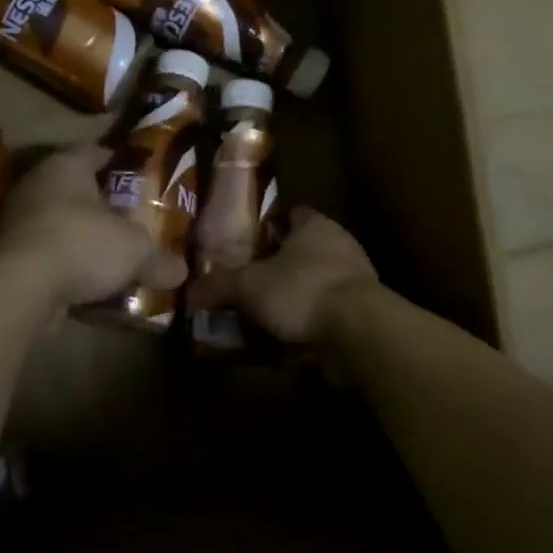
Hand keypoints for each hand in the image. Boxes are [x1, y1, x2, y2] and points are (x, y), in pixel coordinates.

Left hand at [0, 145, 187, 309]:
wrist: (20, 288)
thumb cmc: (82, 244)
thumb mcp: (135, 250)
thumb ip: (159, 258)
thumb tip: (182, 271)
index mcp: (66, 165)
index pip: (96, 151)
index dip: (120, 161)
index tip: (141, 174)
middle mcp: (37, 184)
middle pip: (77, 188)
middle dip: (103, 203)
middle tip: (132, 216)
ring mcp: (18, 220)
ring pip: (60, 222)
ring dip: (83, 236)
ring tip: (114, 252)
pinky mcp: (8, 255)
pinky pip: (47, 252)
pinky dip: (66, 263)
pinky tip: (90, 281)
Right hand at [188, 207, 376, 344]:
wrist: (358, 331)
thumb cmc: (303, 290)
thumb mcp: (250, 286)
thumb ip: (219, 285)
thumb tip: (189, 290)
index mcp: (314, 225)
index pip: (290, 214)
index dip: (267, 226)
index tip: (245, 244)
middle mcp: (339, 244)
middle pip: (303, 249)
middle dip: (278, 265)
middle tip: (249, 282)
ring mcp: (355, 278)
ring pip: (315, 282)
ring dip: (293, 296)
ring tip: (263, 314)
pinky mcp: (362, 310)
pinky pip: (327, 311)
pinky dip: (309, 322)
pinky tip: (287, 339)